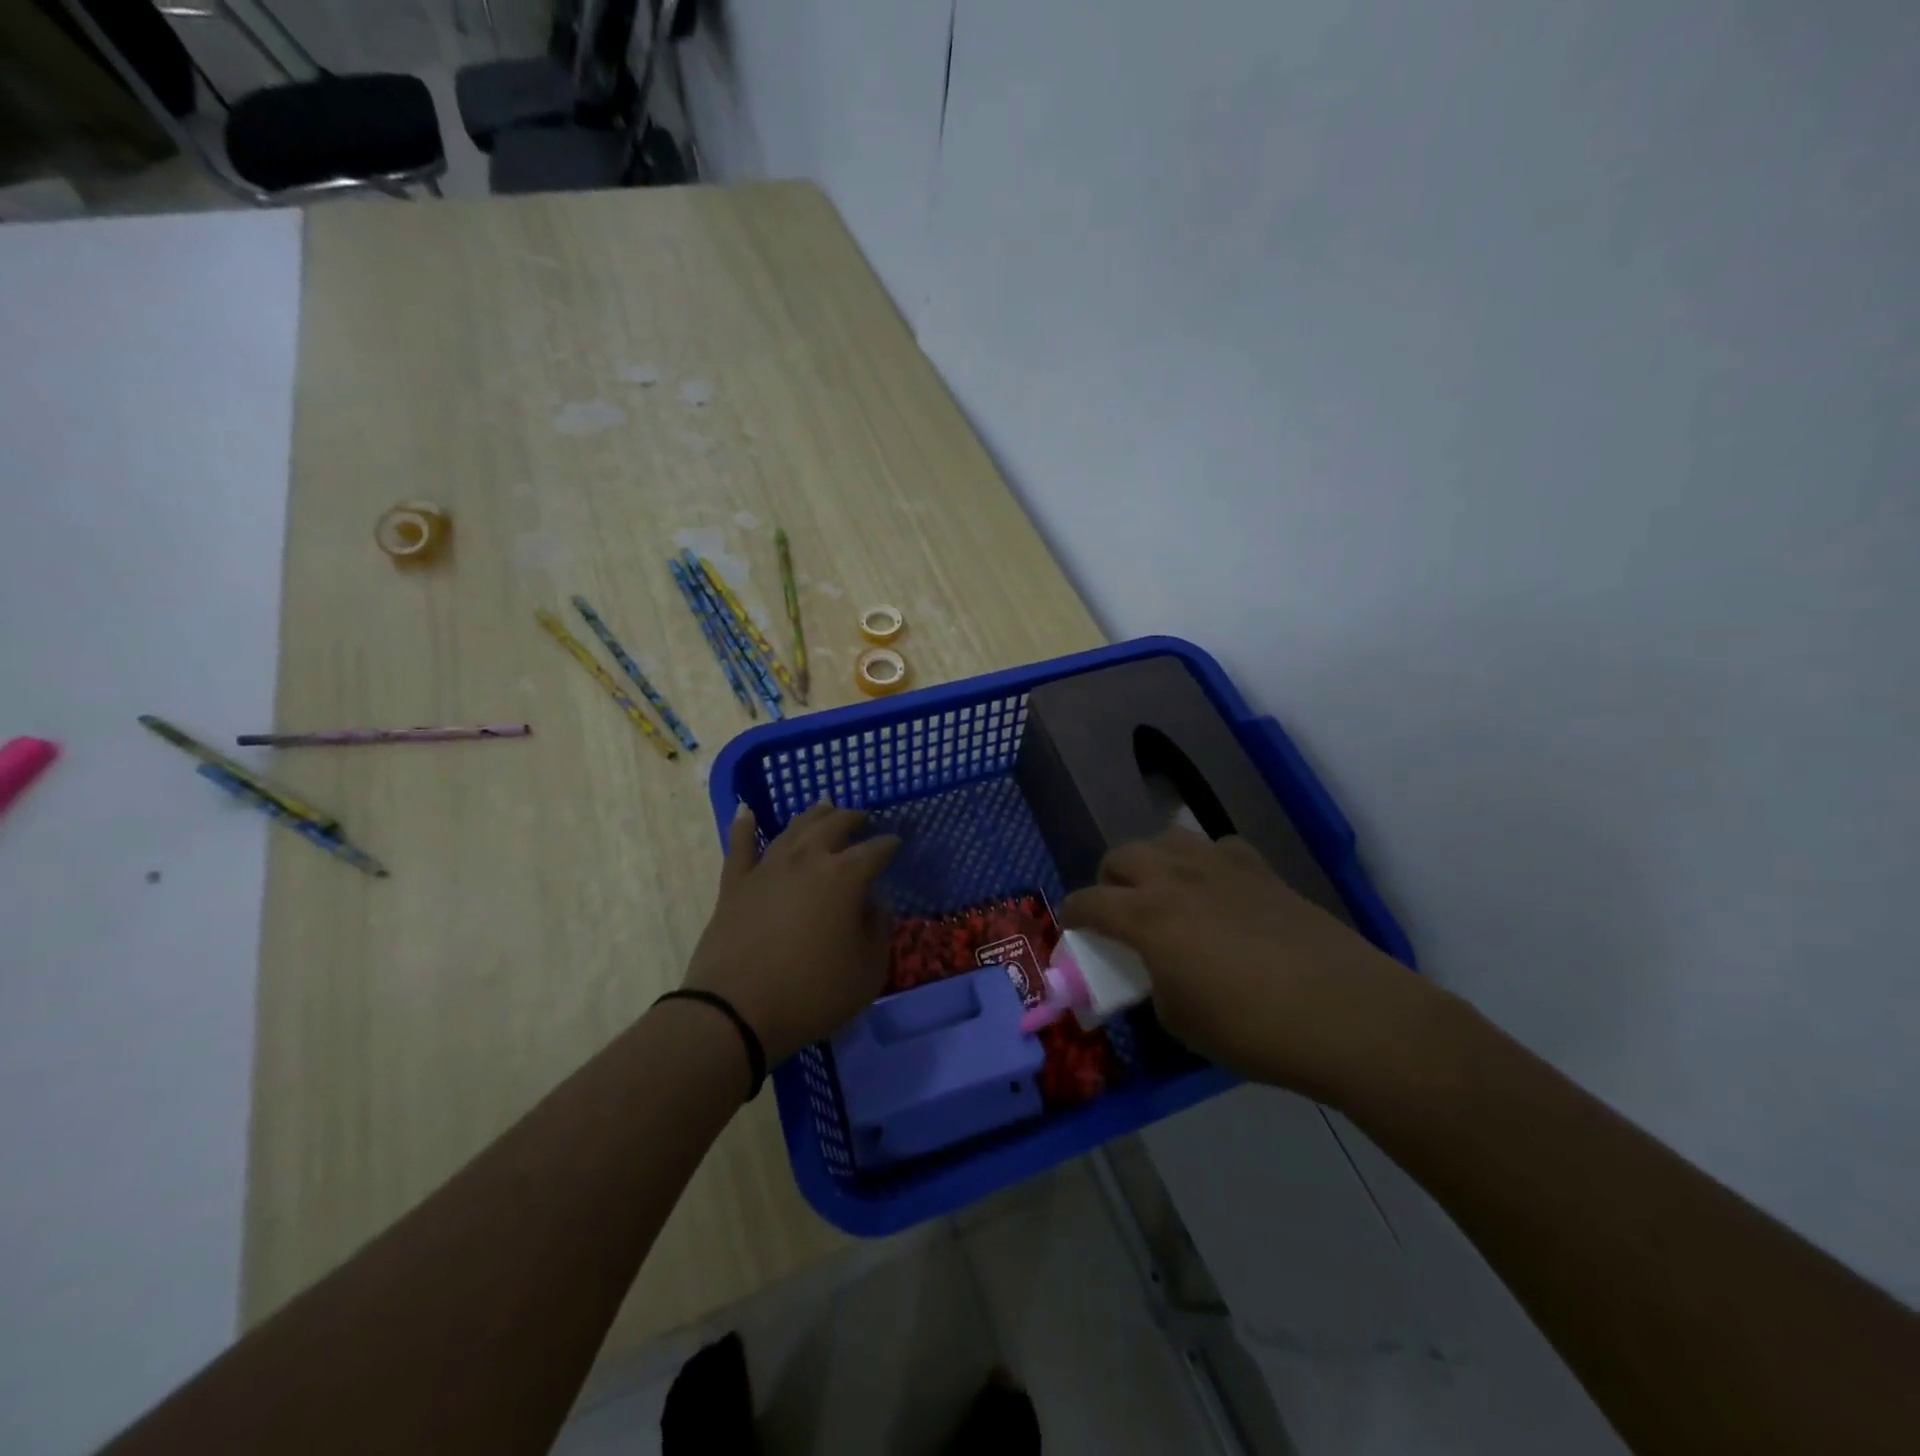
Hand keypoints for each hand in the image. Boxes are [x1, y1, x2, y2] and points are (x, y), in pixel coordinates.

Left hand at [683, 801, 900, 1066]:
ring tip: (824, 806)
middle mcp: (807, 861)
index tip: (897, 840)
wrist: (736, 1012)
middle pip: (833, 827)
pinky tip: (746, 810)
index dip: (889, 844)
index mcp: (844, 877)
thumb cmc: (812, 993)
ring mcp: (767, 869)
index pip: (875, 851)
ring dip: (812, 815)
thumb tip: (873, 904)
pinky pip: (740, 846)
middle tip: (862, 817)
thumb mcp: (868, 971)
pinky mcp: (735, 885)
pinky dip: (744, 826)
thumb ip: (877, 930)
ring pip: (793, 829)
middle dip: (852, 818)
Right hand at [1060, 827, 1438, 1105]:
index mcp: (1147, 917)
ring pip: (1167, 838)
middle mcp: (1176, 878)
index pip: (1088, 901)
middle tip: (1117, 911)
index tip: (1069, 927)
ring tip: (1164, 891)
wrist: (1346, 1015)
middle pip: (1122, 856)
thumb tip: (1157, 971)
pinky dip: (1205, 862)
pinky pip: (1218, 847)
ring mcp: (1221, 867)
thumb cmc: (1253, 1029)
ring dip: (1153, 861)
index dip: (1070, 914)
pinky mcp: (1262, 870)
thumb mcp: (1180, 1022)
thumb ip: (1154, 985)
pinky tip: (1218, 889)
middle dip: (1108, 881)